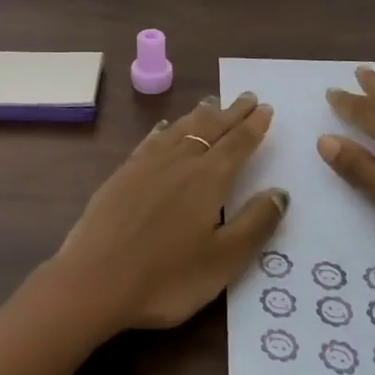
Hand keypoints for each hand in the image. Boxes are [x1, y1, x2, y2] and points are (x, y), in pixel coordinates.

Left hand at [53, 93, 288, 332]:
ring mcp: (147, 164)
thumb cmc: (167, 277)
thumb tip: (280, 192)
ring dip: (199, 115)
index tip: (265, 107)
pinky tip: (165, 127)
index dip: (254, 126)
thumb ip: (254, 224)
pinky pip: (151, 140)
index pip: (238, 143)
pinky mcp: (123, 173)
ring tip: (212, 103)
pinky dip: (165, 129)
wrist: (95, 279)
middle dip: (231, 112)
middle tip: (246, 96)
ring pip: (180, 128)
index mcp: (209, 179)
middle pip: (210, 128)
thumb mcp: (223, 260)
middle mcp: (180, 161)